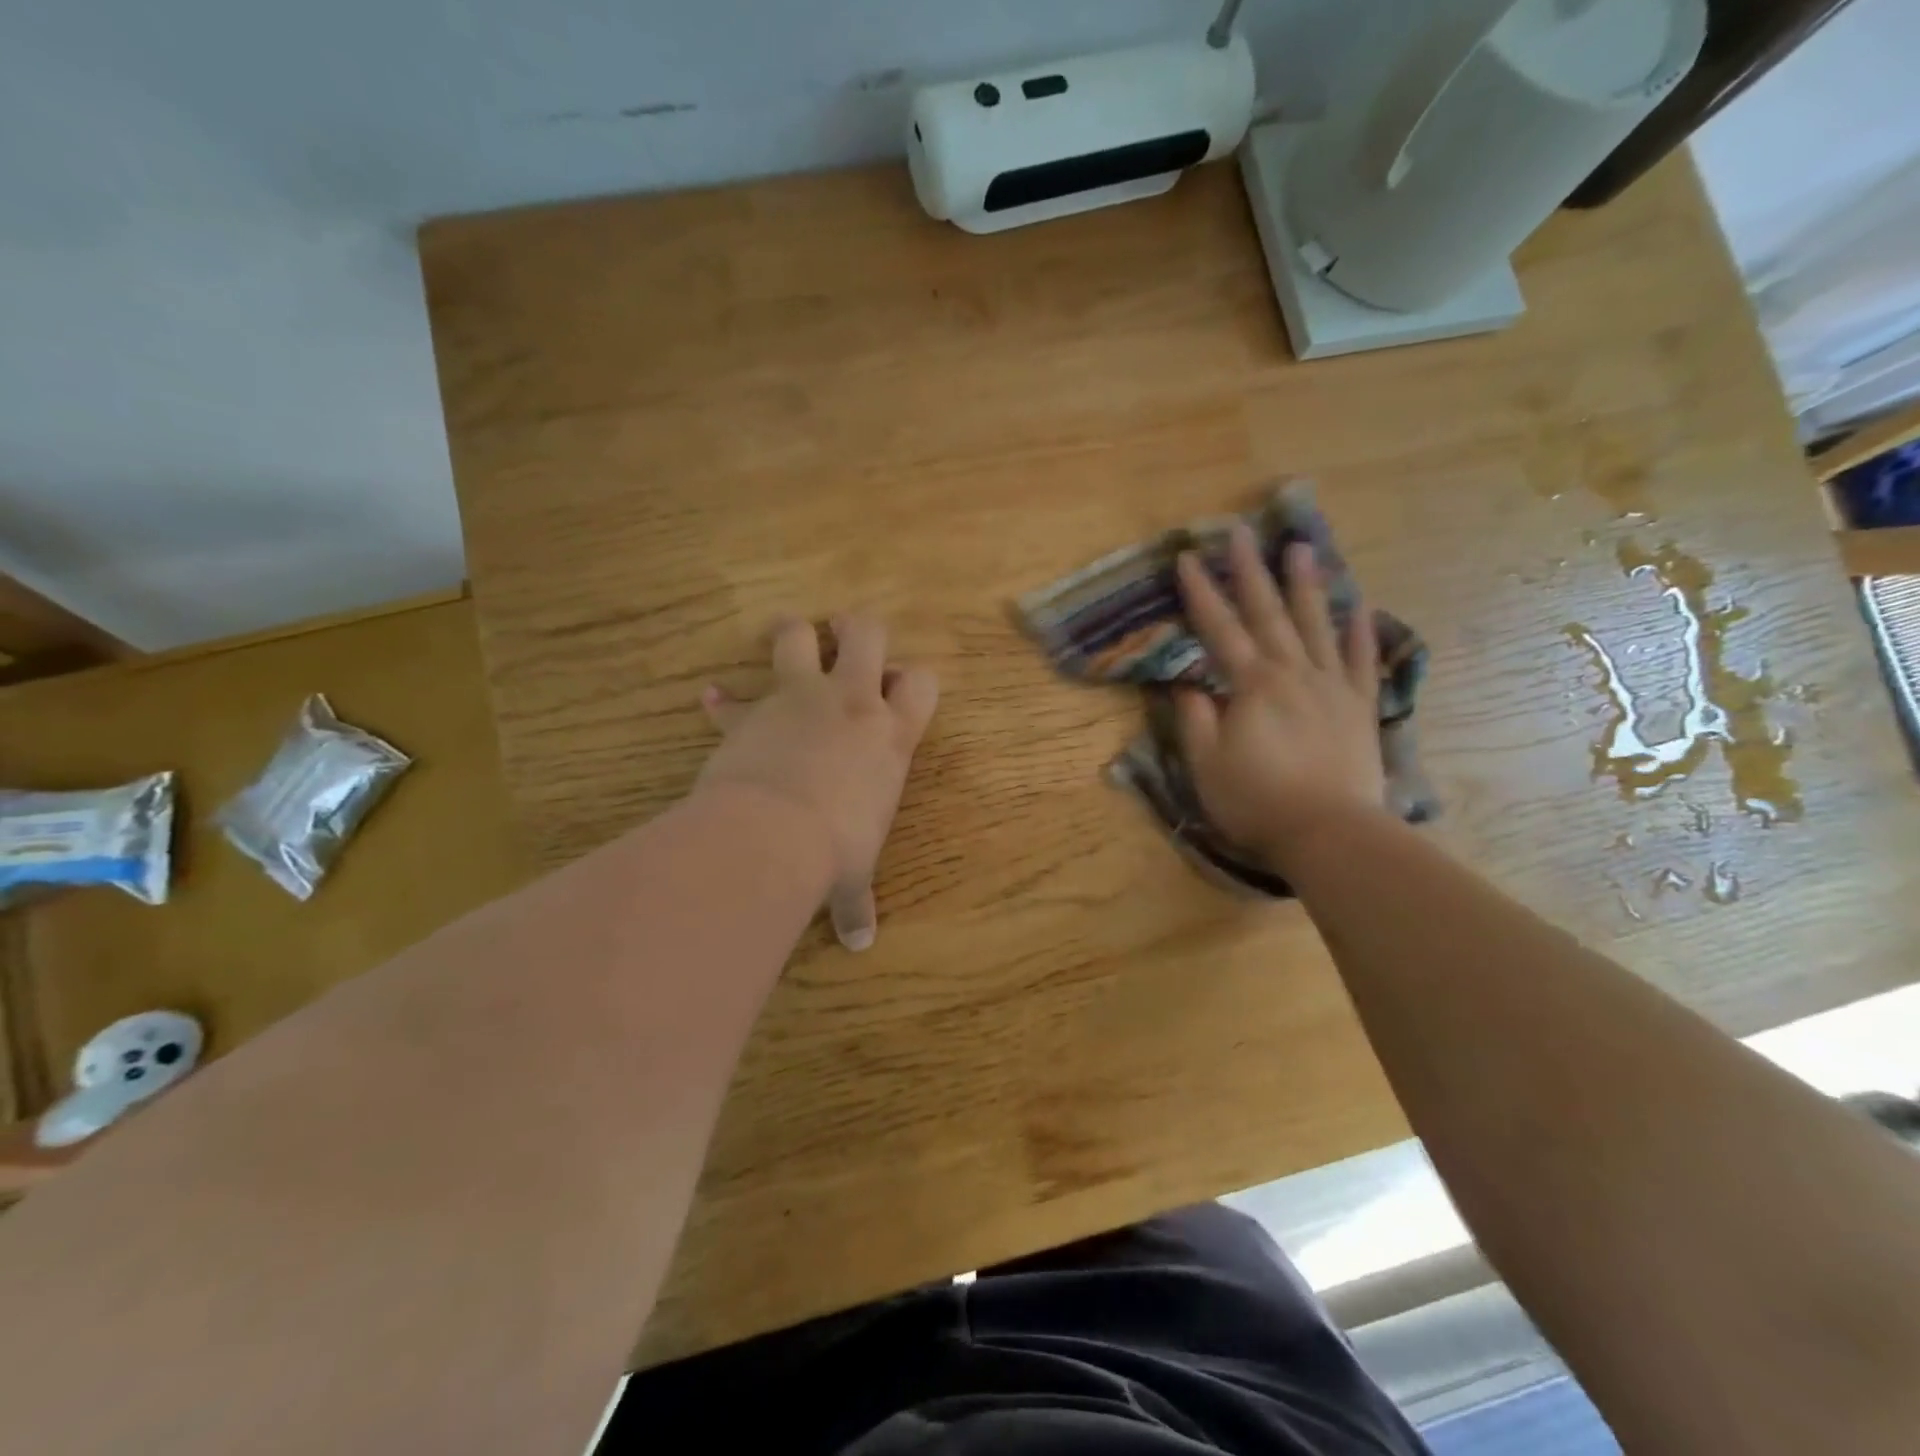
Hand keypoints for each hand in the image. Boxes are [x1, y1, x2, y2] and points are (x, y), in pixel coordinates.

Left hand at [695, 613, 938, 950]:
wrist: (772, 835)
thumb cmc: (833, 851)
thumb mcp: (851, 876)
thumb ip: (857, 903)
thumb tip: (861, 944)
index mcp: (891, 736)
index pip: (924, 683)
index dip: (914, 680)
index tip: (899, 689)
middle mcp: (852, 704)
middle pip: (868, 632)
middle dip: (858, 629)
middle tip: (845, 634)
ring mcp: (800, 700)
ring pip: (798, 637)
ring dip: (793, 634)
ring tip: (788, 639)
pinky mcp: (752, 712)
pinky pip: (732, 698)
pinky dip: (723, 702)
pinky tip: (710, 701)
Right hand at [1173, 522, 1387, 870]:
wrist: (1330, 833)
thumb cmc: (1257, 801)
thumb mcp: (1207, 764)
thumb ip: (1195, 719)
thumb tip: (1188, 685)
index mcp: (1252, 685)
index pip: (1220, 628)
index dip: (1201, 592)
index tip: (1188, 557)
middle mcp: (1293, 672)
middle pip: (1268, 612)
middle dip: (1250, 570)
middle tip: (1241, 531)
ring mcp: (1331, 686)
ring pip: (1317, 624)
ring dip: (1306, 584)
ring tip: (1301, 547)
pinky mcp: (1359, 707)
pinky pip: (1360, 660)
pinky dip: (1359, 631)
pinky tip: (1358, 606)